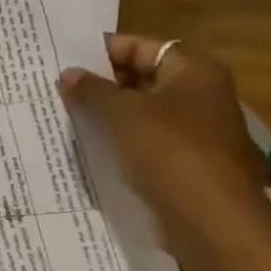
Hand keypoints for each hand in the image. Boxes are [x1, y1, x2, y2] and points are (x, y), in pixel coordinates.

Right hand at [59, 35, 270, 258]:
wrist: (214, 223)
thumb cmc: (171, 152)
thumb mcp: (121, 113)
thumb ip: (91, 90)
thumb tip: (68, 75)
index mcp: (194, 71)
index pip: (139, 46)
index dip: (100, 52)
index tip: (62, 61)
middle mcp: (199, 95)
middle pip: (140, 78)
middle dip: (100, 84)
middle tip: (55, 89)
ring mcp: (194, 132)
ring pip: (140, 112)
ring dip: (106, 115)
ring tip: (63, 115)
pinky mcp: (185, 163)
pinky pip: (144, 142)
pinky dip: (119, 141)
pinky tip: (86, 146)